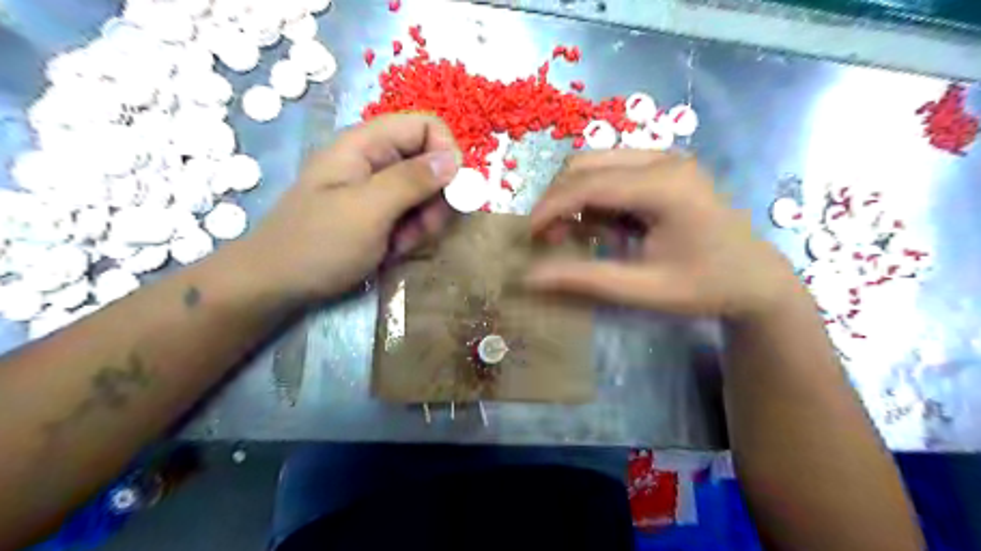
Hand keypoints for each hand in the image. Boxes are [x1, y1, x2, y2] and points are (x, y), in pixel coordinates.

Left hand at [235, 112, 460, 300]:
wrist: (277, 285)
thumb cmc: (318, 244)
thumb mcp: (368, 210)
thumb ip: (412, 180)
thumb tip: (455, 158)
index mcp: (366, 144)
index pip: (426, 127)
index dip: (447, 153)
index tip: (453, 193)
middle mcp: (375, 160)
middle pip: (431, 163)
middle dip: (435, 199)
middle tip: (421, 229)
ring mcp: (377, 189)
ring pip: (427, 194)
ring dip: (424, 223)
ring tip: (399, 245)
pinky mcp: (379, 214)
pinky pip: (413, 216)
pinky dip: (411, 235)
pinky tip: (392, 251)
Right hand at [525, 149, 800, 320]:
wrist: (756, 278)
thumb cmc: (705, 286)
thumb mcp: (643, 289)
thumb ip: (585, 279)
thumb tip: (529, 276)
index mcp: (664, 186)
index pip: (588, 184)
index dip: (550, 207)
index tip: (528, 235)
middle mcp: (664, 159)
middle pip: (587, 163)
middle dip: (558, 199)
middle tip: (550, 238)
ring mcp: (667, 158)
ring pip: (596, 163)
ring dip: (575, 196)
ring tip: (577, 235)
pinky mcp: (665, 166)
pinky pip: (613, 170)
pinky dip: (596, 196)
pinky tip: (605, 226)